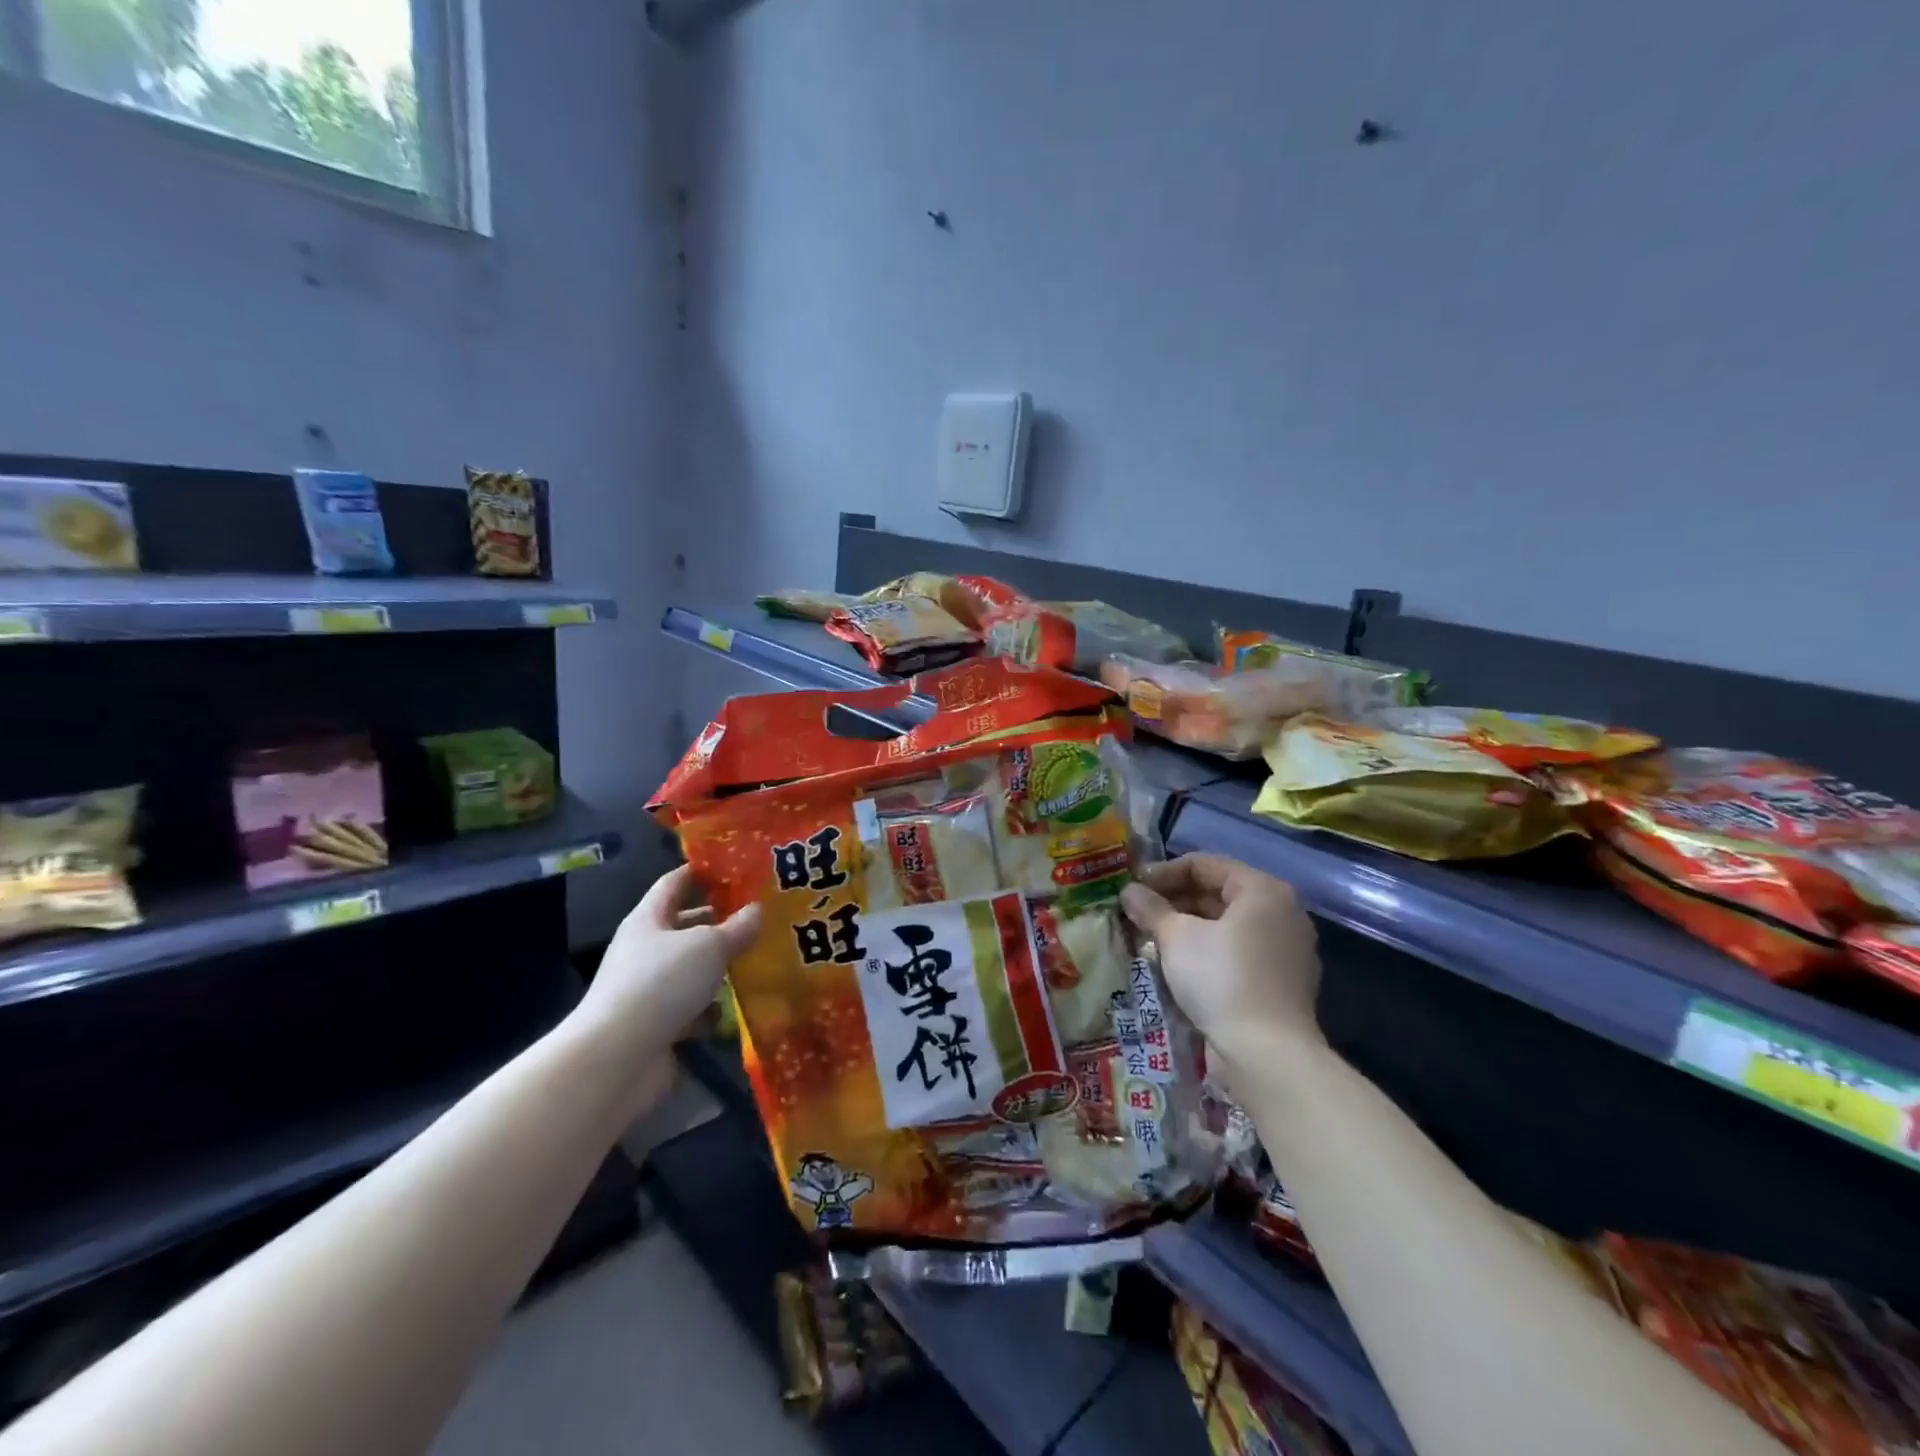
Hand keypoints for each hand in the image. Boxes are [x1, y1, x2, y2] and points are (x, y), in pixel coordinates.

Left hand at [573, 866, 761, 1055]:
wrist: (616, 1059)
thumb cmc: (660, 984)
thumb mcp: (708, 946)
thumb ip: (737, 927)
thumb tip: (757, 910)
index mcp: (648, 919)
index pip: (675, 883)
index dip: (702, 871)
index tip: (736, 865)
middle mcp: (646, 950)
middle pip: (687, 927)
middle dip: (722, 922)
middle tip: (763, 915)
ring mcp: (650, 989)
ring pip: (693, 969)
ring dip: (722, 967)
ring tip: (764, 958)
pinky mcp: (658, 1025)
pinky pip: (693, 1008)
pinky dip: (714, 1008)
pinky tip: (743, 1007)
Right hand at [1121, 853, 1322, 1065]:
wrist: (1267, 1055)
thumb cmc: (1222, 979)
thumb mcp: (1177, 937)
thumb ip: (1151, 908)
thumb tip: (1129, 892)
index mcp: (1264, 890)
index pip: (1205, 864)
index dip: (1164, 872)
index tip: (1133, 888)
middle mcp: (1282, 913)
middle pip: (1218, 893)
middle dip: (1174, 901)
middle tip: (1137, 914)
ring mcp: (1286, 950)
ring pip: (1226, 926)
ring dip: (1187, 928)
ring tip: (1150, 939)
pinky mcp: (1281, 983)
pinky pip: (1237, 953)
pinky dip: (1207, 952)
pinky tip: (1177, 966)